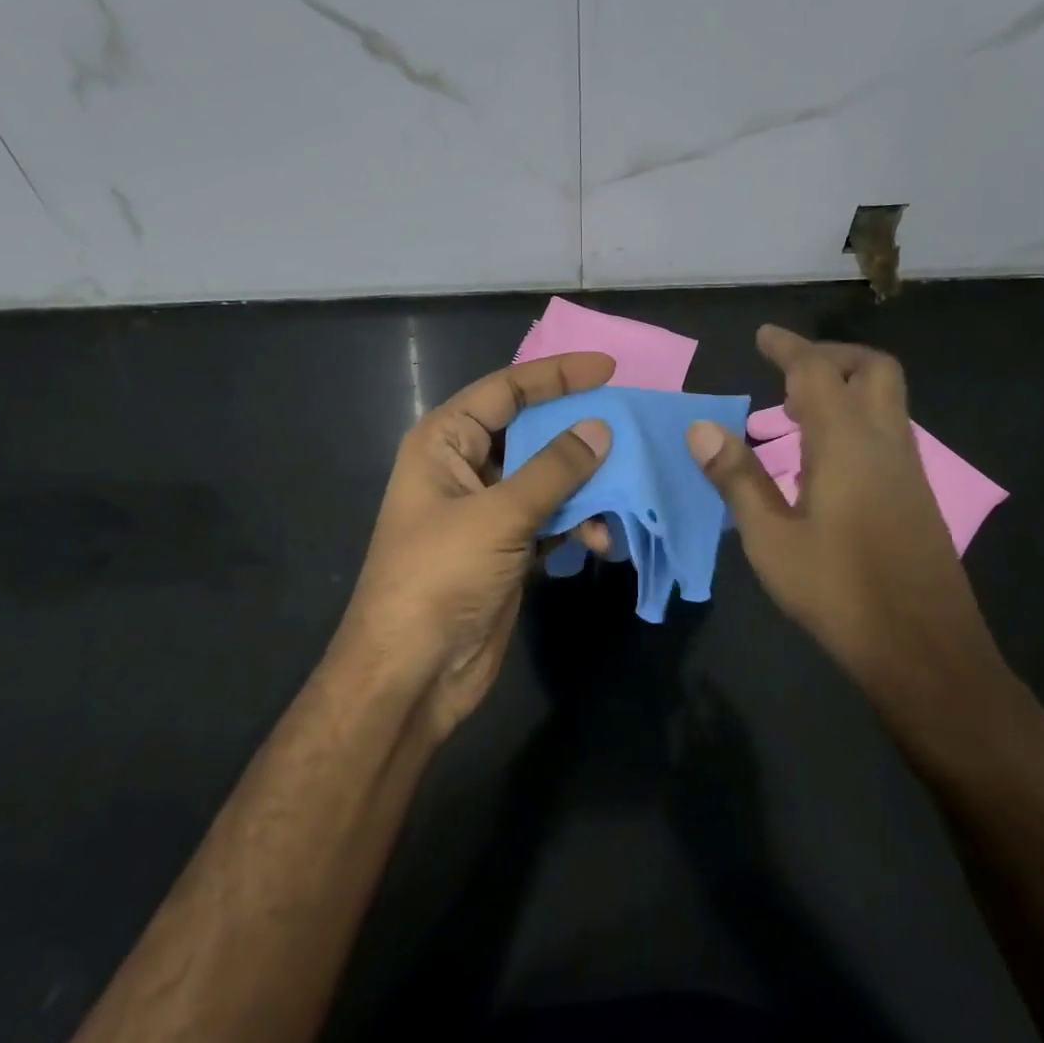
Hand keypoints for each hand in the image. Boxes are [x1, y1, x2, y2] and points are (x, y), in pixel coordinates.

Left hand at [333, 352, 615, 737]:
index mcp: (445, 442)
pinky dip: (577, 524)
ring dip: (585, 486)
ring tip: (625, 493)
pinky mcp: (506, 549)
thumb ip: (553, 470)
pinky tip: (602, 540)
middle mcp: (464, 468)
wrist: (412, 672)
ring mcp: (487, 511)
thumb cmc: (440, 577)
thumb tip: (600, 428)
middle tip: (631, 427)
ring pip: (547, 479)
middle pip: (530, 432)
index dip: (556, 376)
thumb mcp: (498, 515)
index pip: (505, 390)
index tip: (608, 370)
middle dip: (578, 432)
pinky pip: (550, 520)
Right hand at [685, 326, 999, 702]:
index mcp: (847, 445)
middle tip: (787, 372)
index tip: (763, 335)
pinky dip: (855, 420)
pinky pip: (887, 433)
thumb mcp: (770, 539)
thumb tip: (700, 428)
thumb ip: (737, 479)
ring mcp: (908, 470)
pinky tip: (822, 459)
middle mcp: (886, 444)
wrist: (924, 650)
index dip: (789, 347)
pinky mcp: (916, 496)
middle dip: (831, 357)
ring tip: (794, 412)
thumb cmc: (838, 592)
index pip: (818, 373)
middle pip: (874, 371)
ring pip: (886, 401)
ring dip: (844, 389)